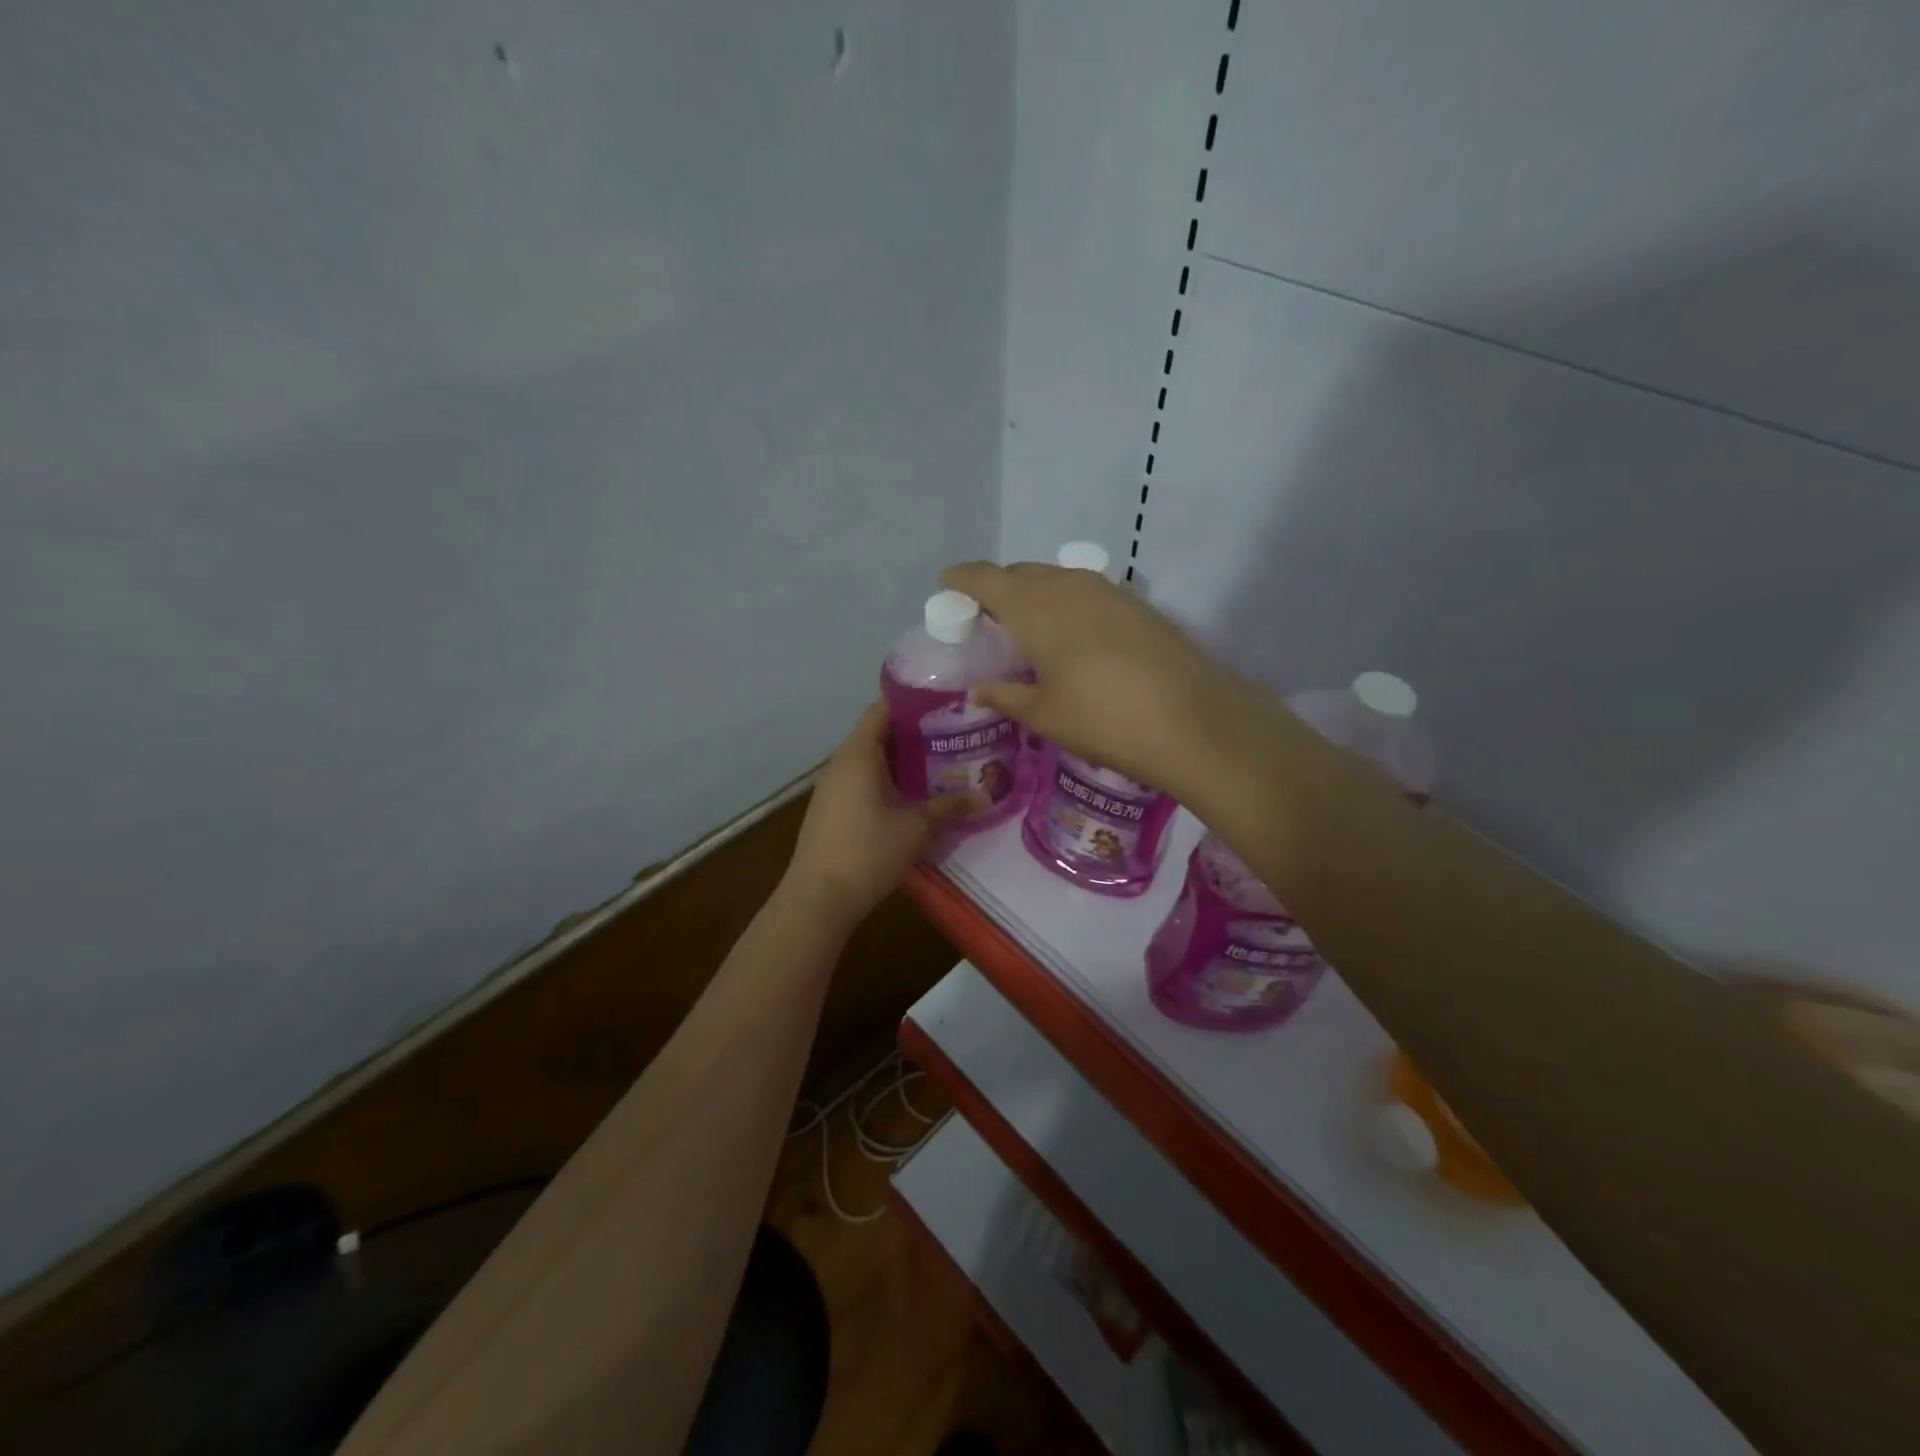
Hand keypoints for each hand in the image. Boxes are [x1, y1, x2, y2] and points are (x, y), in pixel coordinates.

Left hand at [784, 701, 977, 925]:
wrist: (819, 898)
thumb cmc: (869, 851)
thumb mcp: (917, 828)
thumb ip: (951, 807)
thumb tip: (987, 795)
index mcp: (859, 753)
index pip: (882, 709)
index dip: (912, 703)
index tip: (943, 706)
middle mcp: (841, 762)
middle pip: (876, 733)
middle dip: (912, 733)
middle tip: (950, 736)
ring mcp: (831, 786)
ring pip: (868, 759)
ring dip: (898, 759)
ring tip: (936, 764)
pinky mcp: (829, 809)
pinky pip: (859, 780)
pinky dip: (884, 779)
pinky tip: (908, 797)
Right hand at [940, 561, 1262, 798]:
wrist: (1193, 721)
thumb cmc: (1103, 719)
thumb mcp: (1045, 715)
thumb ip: (1006, 696)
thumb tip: (978, 691)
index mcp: (1034, 606)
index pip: (985, 578)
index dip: (961, 580)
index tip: (947, 587)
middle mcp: (1068, 584)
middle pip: (1021, 573)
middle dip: (999, 589)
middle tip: (989, 620)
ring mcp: (1108, 590)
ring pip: (1057, 578)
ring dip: (1036, 594)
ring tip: (1030, 629)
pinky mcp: (1137, 604)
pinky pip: (1087, 591)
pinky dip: (1068, 604)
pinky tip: (1074, 636)